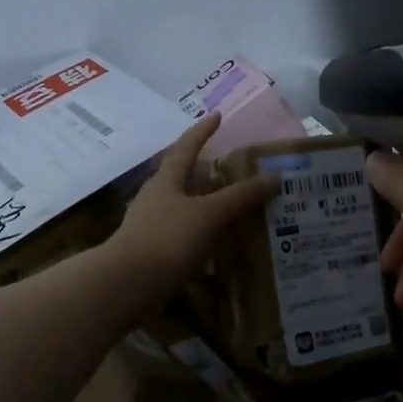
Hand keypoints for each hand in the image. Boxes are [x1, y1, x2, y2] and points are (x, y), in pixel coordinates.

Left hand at [106, 114, 274, 309]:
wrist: (128, 285)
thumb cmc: (167, 239)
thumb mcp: (209, 214)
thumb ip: (241, 196)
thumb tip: (274, 176)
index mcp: (166, 181)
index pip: (186, 147)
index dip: (202, 131)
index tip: (217, 116)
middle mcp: (156, 199)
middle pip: (182, 179)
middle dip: (206, 173)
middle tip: (233, 170)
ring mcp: (152, 228)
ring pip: (183, 210)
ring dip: (206, 208)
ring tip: (234, 210)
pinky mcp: (153, 255)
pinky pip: (183, 238)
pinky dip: (202, 237)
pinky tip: (219, 247)